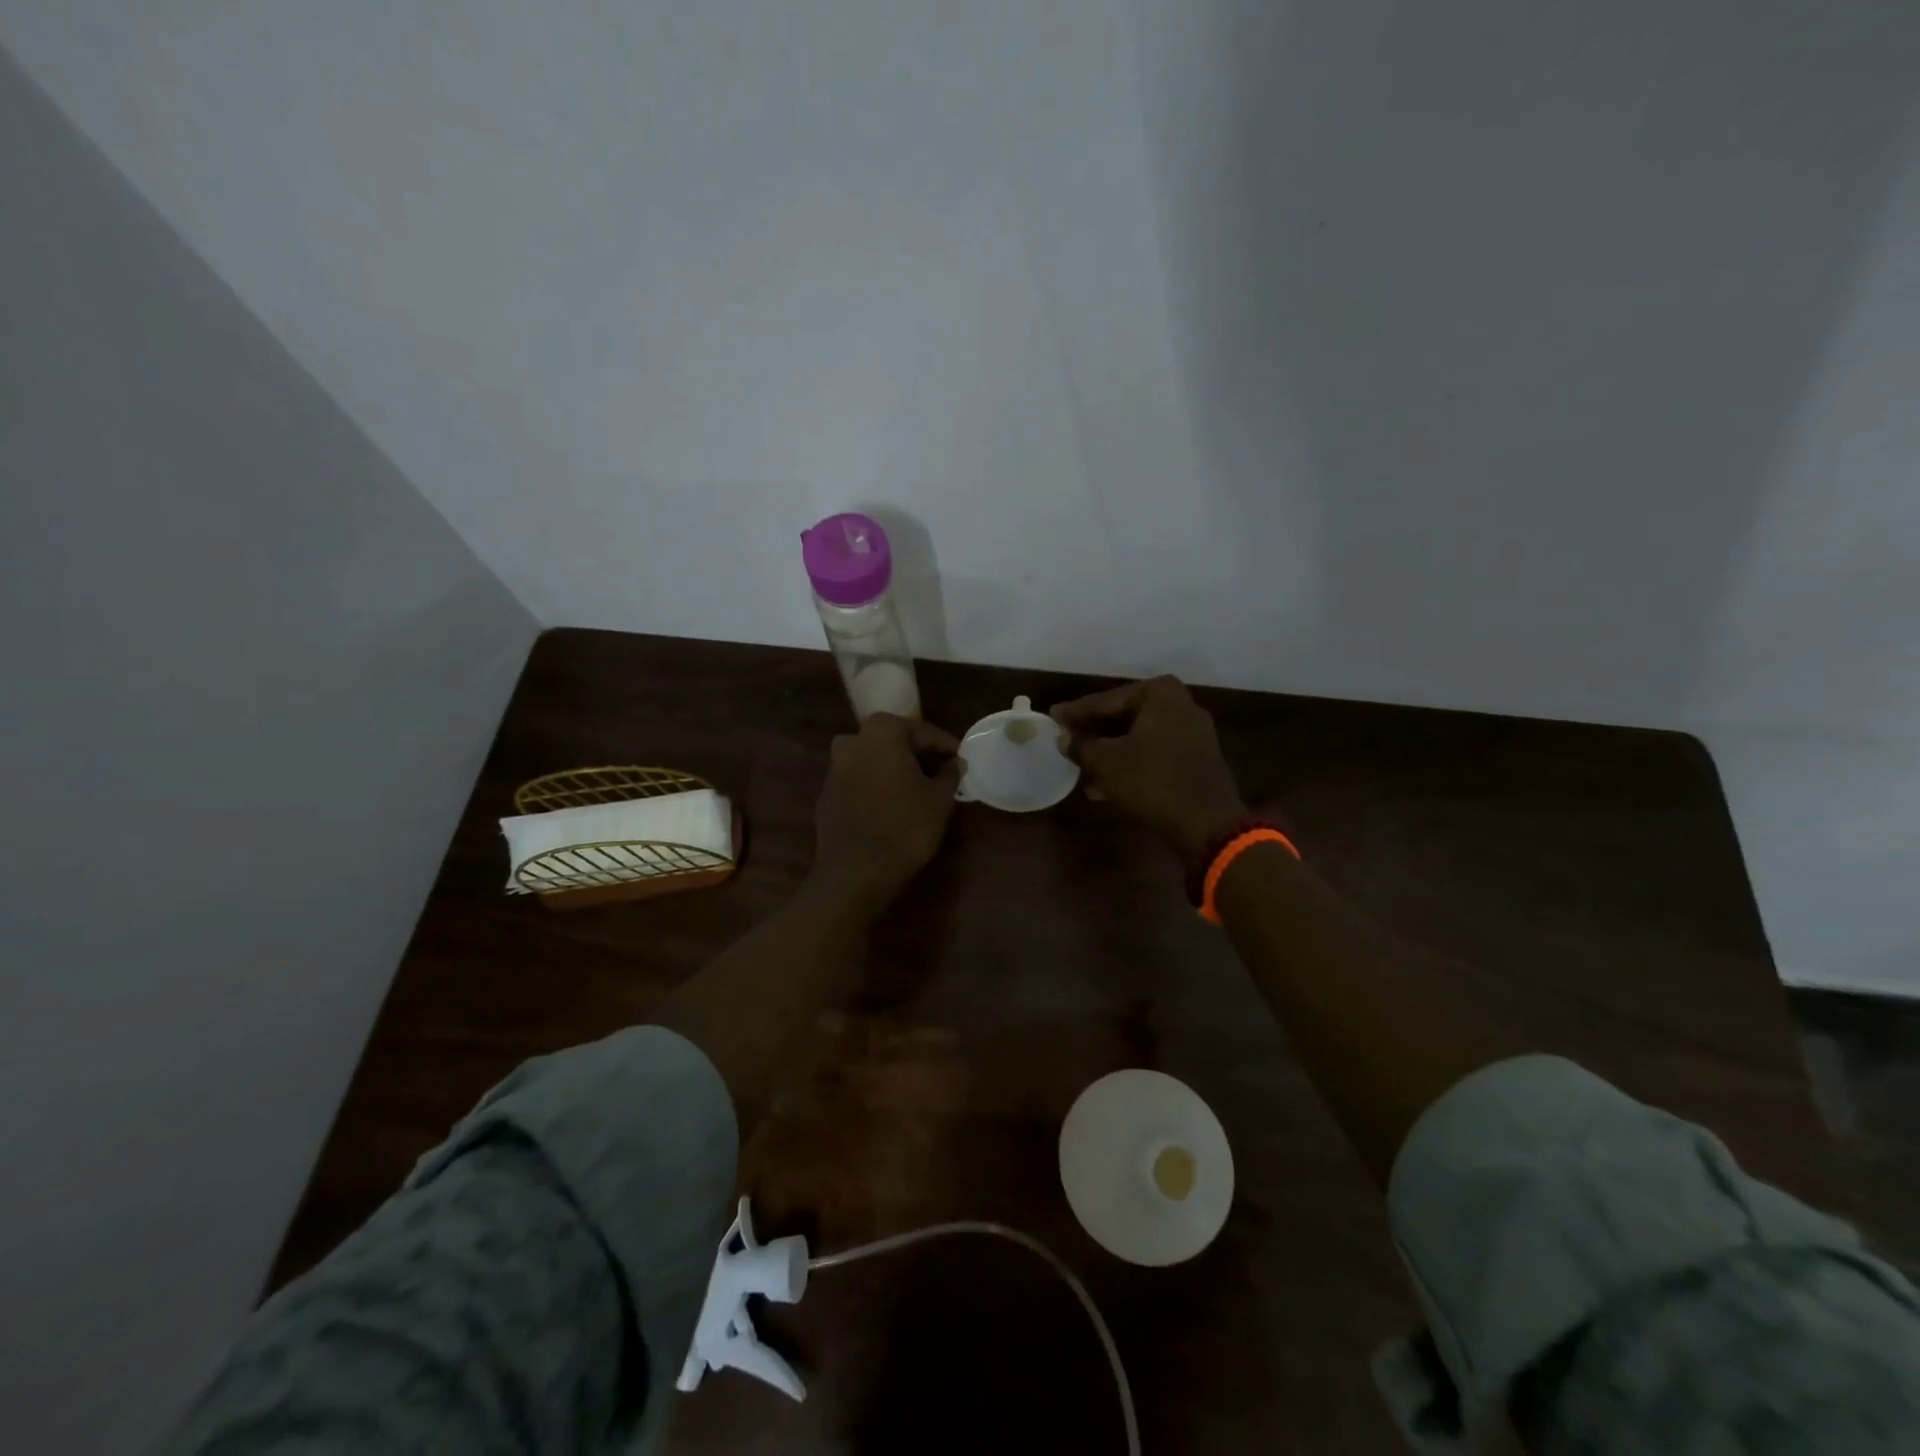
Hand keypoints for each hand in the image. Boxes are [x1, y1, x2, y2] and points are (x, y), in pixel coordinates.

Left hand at [812, 713, 962, 911]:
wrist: (856, 872)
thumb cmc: (905, 826)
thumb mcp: (939, 799)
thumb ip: (949, 773)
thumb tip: (954, 763)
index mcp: (882, 732)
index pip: (922, 732)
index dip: (945, 746)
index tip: (961, 758)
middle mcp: (852, 741)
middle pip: (894, 742)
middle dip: (918, 755)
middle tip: (941, 772)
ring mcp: (834, 768)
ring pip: (874, 761)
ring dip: (895, 770)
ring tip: (919, 790)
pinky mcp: (826, 795)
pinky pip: (859, 782)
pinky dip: (877, 787)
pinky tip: (893, 806)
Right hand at [1051, 676, 1246, 859]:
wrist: (1206, 824)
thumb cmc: (1151, 782)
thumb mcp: (1106, 763)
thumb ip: (1080, 746)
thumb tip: (1062, 737)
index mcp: (1159, 694)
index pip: (1106, 701)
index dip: (1075, 712)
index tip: (1052, 716)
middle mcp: (1180, 704)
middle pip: (1123, 716)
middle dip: (1093, 732)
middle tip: (1064, 739)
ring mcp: (1192, 732)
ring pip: (1137, 737)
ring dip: (1109, 751)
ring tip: (1079, 765)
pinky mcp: (1196, 758)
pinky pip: (1153, 753)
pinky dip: (1129, 763)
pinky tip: (1103, 784)